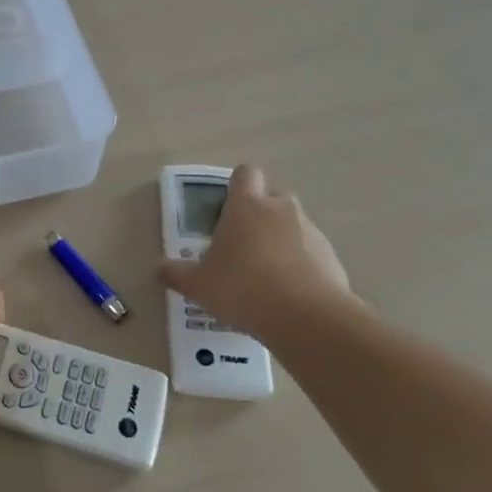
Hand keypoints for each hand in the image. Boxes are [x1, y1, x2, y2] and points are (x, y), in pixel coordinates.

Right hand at [160, 165, 355, 338]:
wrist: (306, 318)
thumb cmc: (242, 288)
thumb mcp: (199, 285)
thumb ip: (177, 274)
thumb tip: (159, 269)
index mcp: (247, 206)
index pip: (245, 174)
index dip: (238, 185)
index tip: (228, 206)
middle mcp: (281, 210)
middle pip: (273, 196)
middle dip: (261, 213)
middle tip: (244, 243)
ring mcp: (311, 232)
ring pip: (294, 225)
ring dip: (282, 240)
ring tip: (267, 275)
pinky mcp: (332, 258)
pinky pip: (312, 253)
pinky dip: (303, 265)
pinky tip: (290, 294)